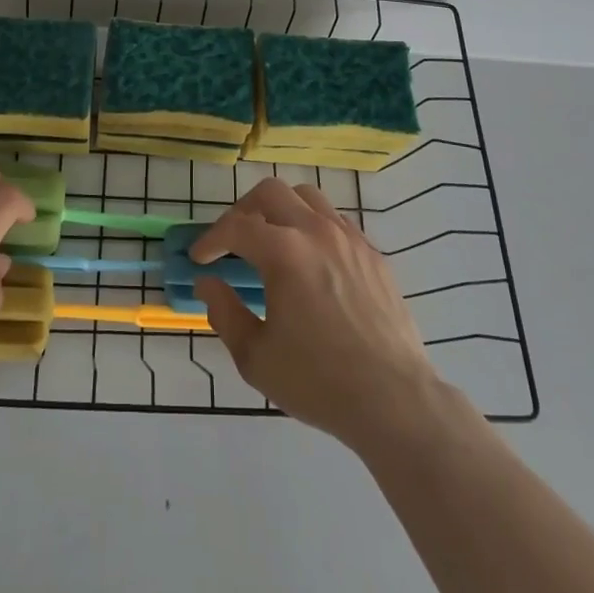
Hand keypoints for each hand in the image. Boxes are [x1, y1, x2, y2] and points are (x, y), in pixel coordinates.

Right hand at [191, 177, 441, 450]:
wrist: (394, 400)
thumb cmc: (318, 381)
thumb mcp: (256, 357)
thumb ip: (224, 312)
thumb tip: (207, 283)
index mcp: (284, 252)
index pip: (235, 227)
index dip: (211, 239)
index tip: (199, 259)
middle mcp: (316, 231)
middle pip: (270, 192)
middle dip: (243, 210)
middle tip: (233, 241)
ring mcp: (349, 238)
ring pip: (307, 197)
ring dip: (281, 210)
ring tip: (272, 241)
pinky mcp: (373, 254)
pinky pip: (336, 221)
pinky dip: (313, 227)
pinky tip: (311, 260)